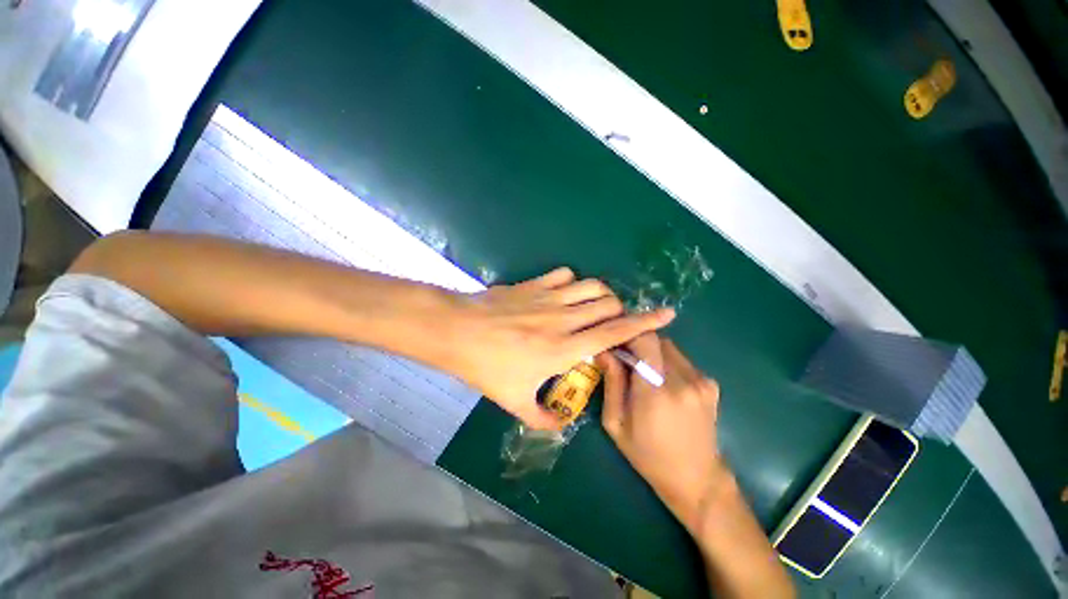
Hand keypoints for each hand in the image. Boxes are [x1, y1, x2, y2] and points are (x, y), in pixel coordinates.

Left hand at [450, 268, 674, 428]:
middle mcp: (563, 318)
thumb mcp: (513, 401)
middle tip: (613, 323)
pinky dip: (573, 283)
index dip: (644, 323)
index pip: (614, 333)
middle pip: (607, 304)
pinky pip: (565, 275)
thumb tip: (562, 424)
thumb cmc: (485, 366)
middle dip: (620, 311)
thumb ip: (542, 418)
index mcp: (564, 348)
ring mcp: (548, 296)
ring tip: (595, 308)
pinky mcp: (534, 284)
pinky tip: (566, 294)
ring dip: (600, 295)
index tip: (666, 314)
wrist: (457, 331)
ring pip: (591, 286)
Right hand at [598, 333, 726, 535]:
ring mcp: (701, 381)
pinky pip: (682, 360)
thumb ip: (611, 383)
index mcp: (655, 391)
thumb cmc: (647, 455)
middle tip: (625, 360)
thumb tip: (604, 351)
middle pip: (656, 339)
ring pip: (669, 347)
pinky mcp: (710, 384)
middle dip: (637, 344)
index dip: (628, 334)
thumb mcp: (616, 423)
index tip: (614, 342)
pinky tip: (665, 385)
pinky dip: (668, 363)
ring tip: (644, 375)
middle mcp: (682, 380)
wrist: (696, 479)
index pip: (644, 340)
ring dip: (652, 353)